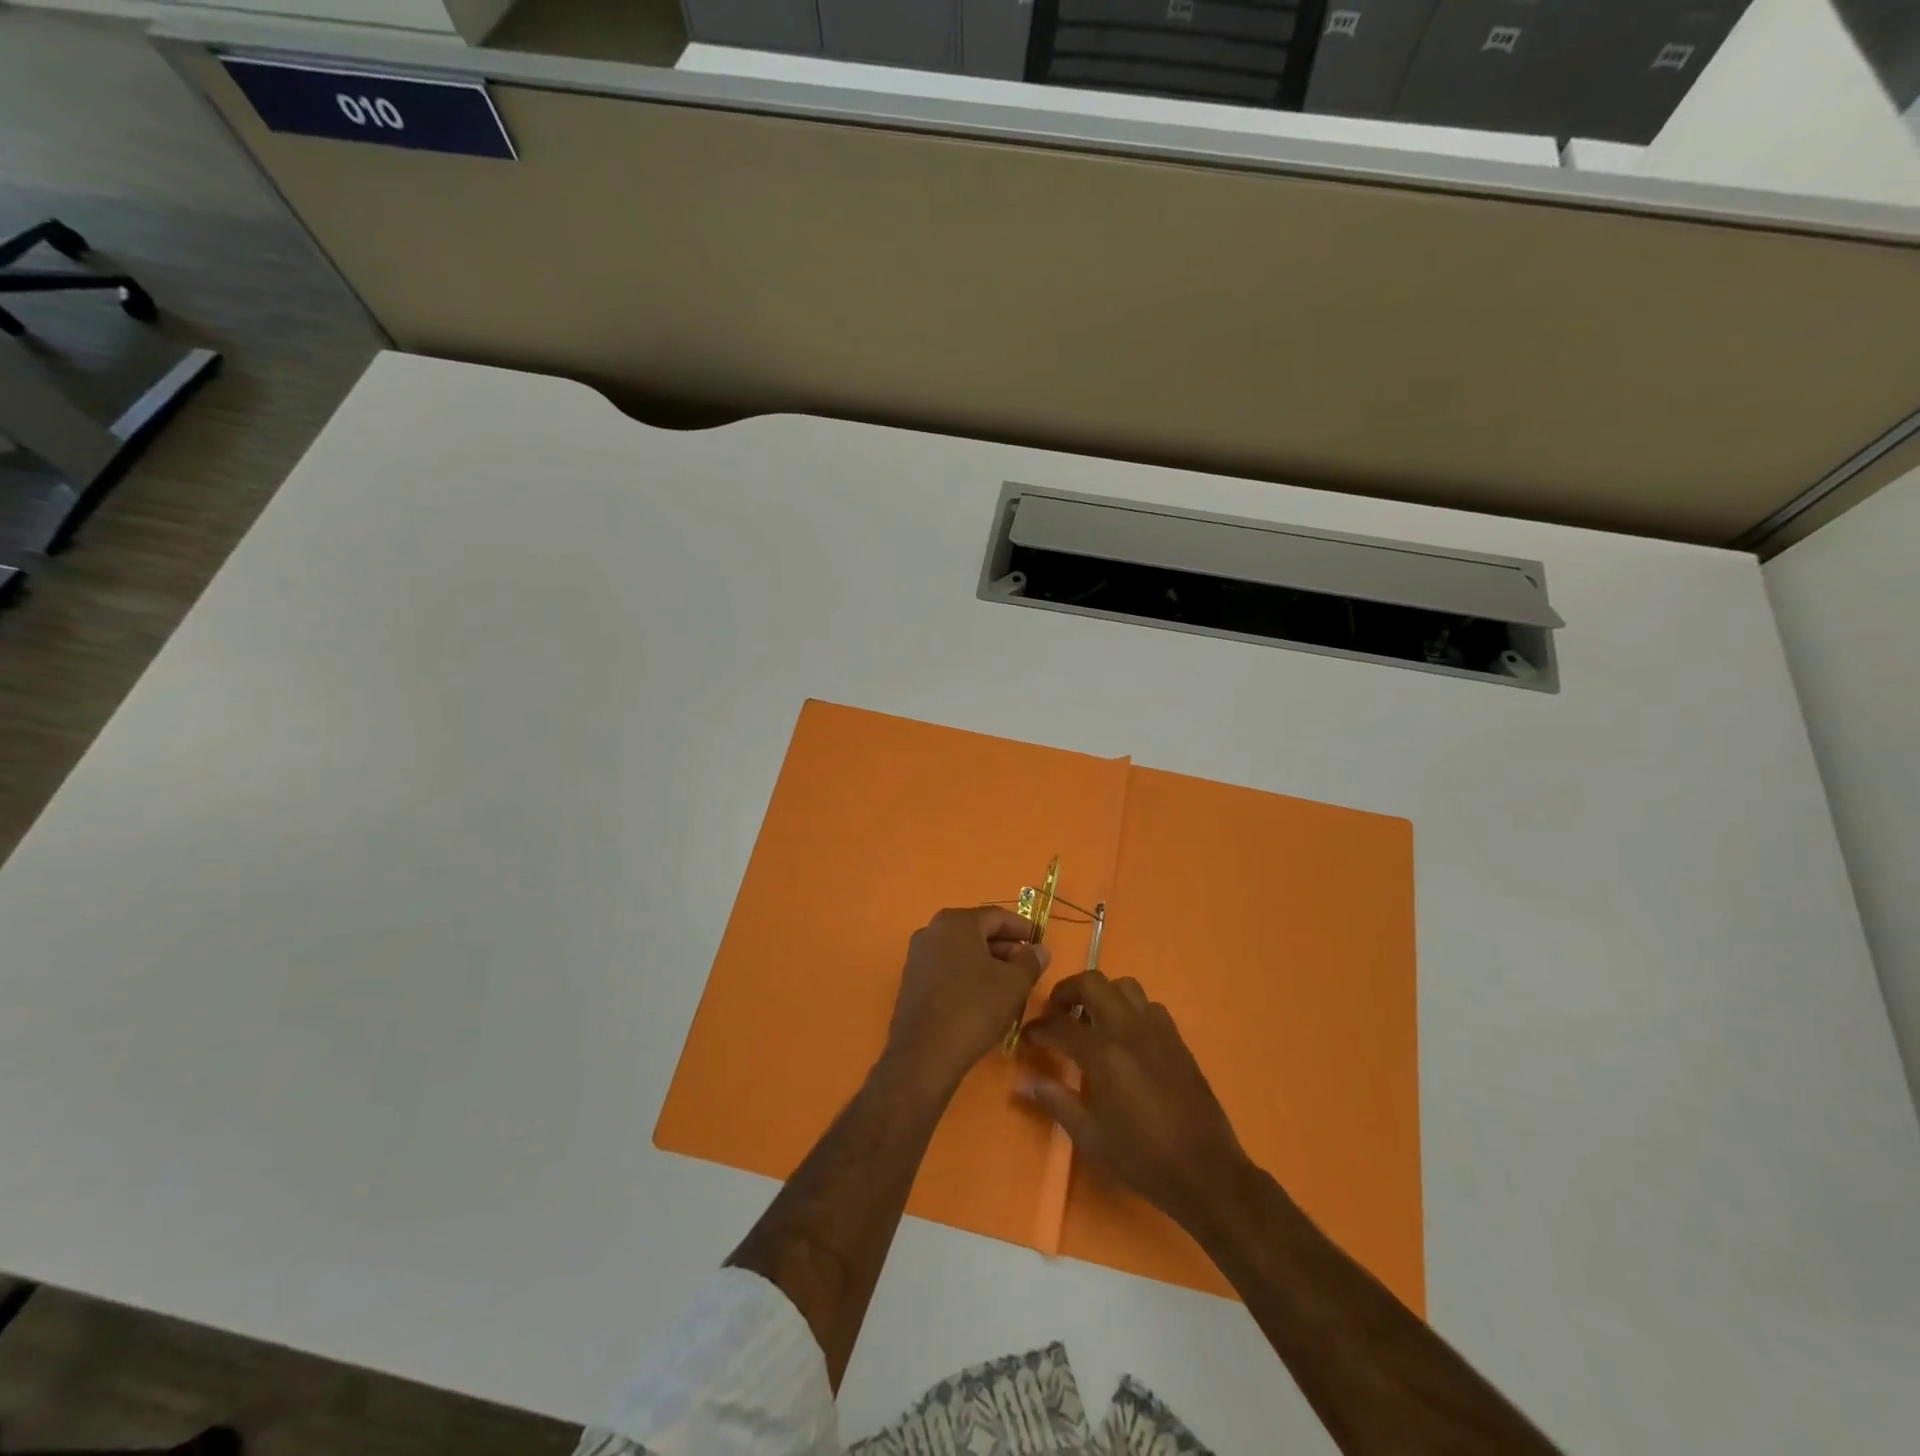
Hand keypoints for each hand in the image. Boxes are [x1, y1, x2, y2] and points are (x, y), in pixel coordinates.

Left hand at [884, 906, 1050, 1094]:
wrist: (925, 1054)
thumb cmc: (974, 1008)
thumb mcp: (1014, 984)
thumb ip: (1030, 961)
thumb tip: (1039, 950)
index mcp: (955, 922)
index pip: (996, 916)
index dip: (1022, 928)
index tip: (1040, 942)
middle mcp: (931, 931)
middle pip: (976, 931)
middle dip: (1005, 947)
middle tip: (1028, 966)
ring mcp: (918, 957)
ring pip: (961, 952)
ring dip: (987, 963)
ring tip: (1010, 984)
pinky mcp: (912, 982)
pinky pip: (947, 969)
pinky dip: (968, 976)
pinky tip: (984, 997)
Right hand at [1019, 971, 1248, 1237]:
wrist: (1205, 1171)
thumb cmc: (1141, 1158)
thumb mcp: (1090, 1136)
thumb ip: (1055, 1101)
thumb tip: (1022, 1081)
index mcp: (1103, 1052)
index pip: (1059, 1025)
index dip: (1037, 1029)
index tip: (1026, 1037)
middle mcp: (1128, 1028)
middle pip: (1092, 983)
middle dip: (1067, 992)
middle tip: (1056, 1014)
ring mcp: (1156, 1029)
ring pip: (1123, 986)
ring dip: (1101, 995)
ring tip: (1091, 1021)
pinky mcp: (1176, 1039)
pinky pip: (1148, 1006)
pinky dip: (1129, 1009)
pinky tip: (1125, 1037)